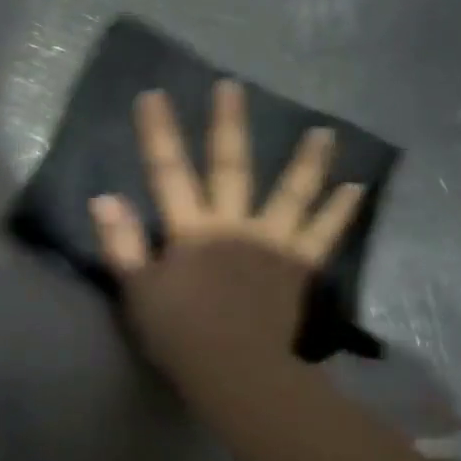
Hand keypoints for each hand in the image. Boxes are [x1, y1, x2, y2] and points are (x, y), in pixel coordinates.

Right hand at [89, 83, 363, 404]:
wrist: (237, 373)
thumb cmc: (179, 332)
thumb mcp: (137, 289)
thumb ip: (121, 242)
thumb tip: (104, 196)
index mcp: (190, 230)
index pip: (168, 171)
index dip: (158, 132)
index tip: (153, 95)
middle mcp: (232, 225)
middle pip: (229, 167)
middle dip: (227, 125)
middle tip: (232, 87)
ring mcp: (271, 243)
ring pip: (290, 194)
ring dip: (307, 161)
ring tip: (325, 132)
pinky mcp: (298, 266)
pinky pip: (323, 234)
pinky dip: (340, 210)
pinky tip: (356, 187)